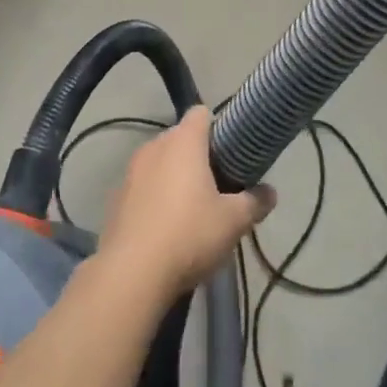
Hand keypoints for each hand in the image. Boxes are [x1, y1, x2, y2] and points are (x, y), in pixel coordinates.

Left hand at [98, 107, 275, 300]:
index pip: (201, 113)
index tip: (232, 151)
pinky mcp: (116, 198)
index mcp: (183, 142)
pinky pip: (143, 186)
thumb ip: (255, 202)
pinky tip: (166, 228)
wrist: (131, 273)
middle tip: (220, 185)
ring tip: (193, 209)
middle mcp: (154, 147)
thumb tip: (270, 192)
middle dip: (199, 156)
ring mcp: (130, 171)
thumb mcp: (234, 221)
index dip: (218, 127)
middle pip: (180, 139)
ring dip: (175, 177)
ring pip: (160, 163)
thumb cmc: (189, 234)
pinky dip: (155, 197)